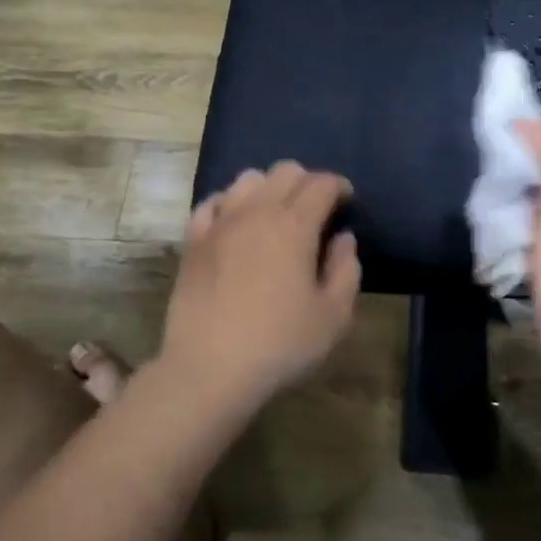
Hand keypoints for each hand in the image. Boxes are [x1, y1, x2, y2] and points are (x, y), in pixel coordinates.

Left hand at [158, 162, 360, 409]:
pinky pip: (212, 202)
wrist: (209, 369)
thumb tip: (343, 239)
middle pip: (286, 171)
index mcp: (295, 225)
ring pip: (247, 179)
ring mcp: (220, 223)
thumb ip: (346, 270)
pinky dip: (229, 204)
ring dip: (268, 188)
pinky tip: (235, 224)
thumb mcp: (333, 316)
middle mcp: (257, 211)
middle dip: (307, 182)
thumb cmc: (280, 344)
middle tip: (316, 211)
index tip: (347, 203)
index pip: (322, 183)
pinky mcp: (193, 240)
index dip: (339, 187)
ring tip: (275, 215)